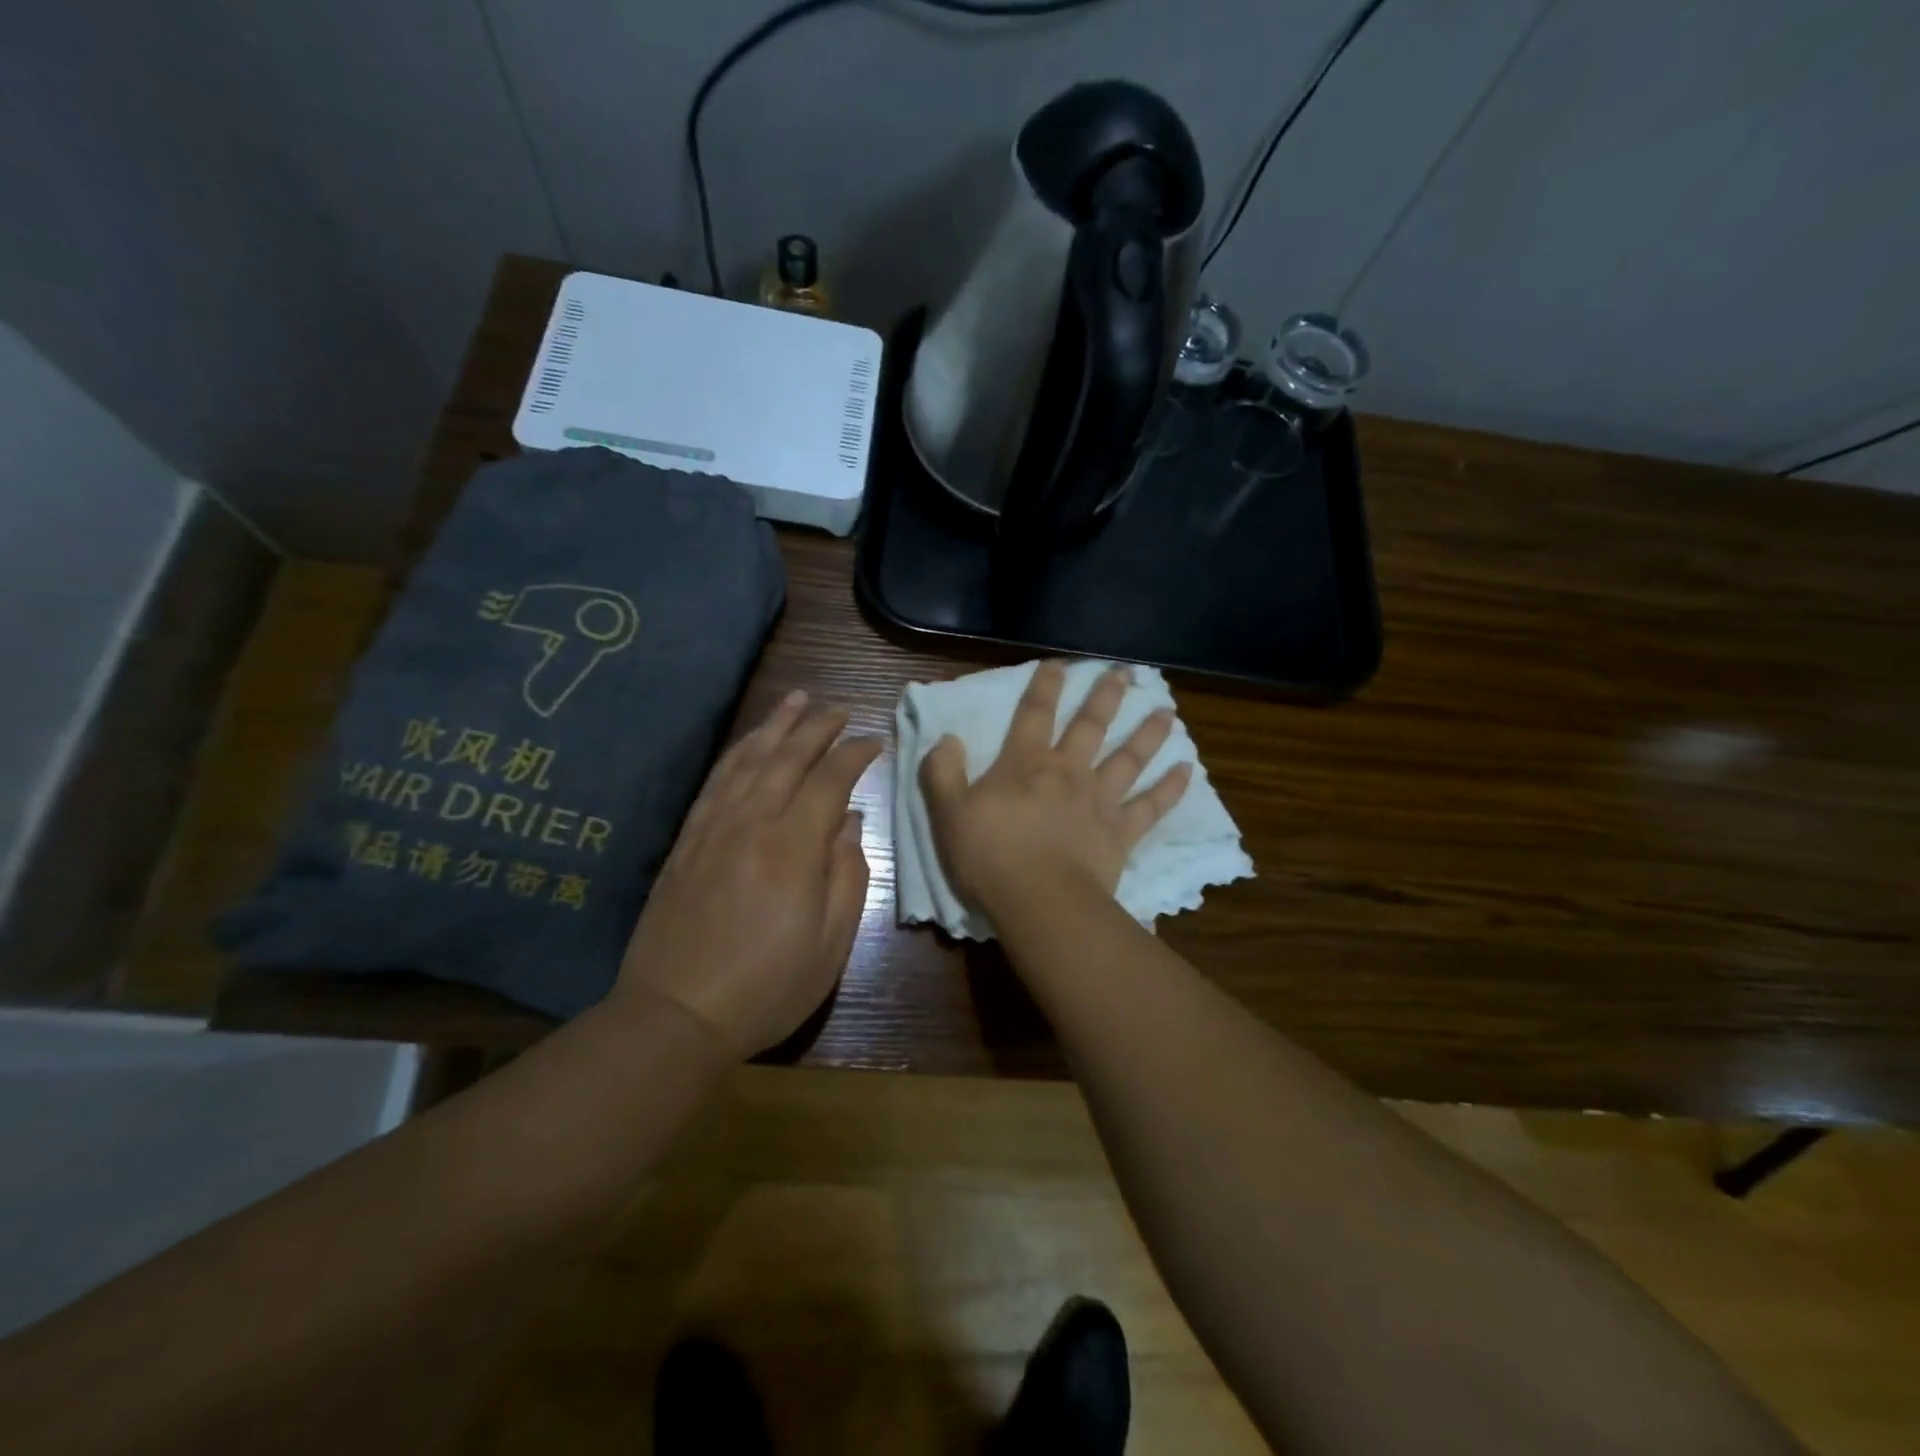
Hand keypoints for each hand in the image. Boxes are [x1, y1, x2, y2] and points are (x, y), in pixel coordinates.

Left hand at [614, 691, 880, 1058]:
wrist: (676, 1013)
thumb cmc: (768, 985)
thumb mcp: (831, 943)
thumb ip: (847, 874)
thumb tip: (849, 822)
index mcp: (793, 847)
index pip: (830, 779)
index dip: (855, 754)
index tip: (874, 742)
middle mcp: (752, 821)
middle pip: (788, 757)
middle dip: (817, 726)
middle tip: (839, 708)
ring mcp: (714, 826)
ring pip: (749, 758)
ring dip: (775, 725)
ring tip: (796, 699)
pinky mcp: (688, 839)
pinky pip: (716, 780)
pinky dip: (738, 752)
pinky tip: (749, 742)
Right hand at [919, 661, 1191, 920]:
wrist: (1040, 902)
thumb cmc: (990, 857)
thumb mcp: (948, 814)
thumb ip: (942, 773)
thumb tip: (947, 738)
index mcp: (1025, 764)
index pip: (1034, 714)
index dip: (1045, 686)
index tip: (1059, 663)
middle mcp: (1068, 772)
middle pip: (1090, 726)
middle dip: (1106, 697)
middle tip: (1123, 672)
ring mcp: (1099, 801)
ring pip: (1129, 759)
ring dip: (1148, 734)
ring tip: (1166, 712)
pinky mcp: (1121, 833)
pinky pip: (1151, 806)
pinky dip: (1170, 788)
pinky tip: (1187, 770)